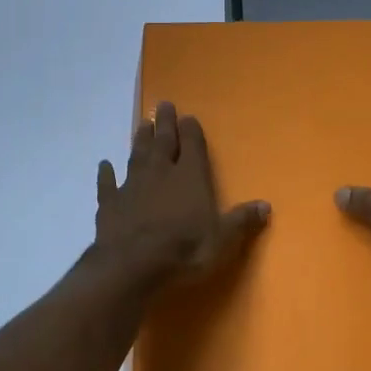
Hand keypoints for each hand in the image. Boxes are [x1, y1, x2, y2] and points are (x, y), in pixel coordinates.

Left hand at [93, 102, 269, 291]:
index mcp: (190, 176)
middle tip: (163, 105)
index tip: (188, 117)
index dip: (191, 130)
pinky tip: (104, 165)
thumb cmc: (185, 250)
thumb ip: (242, 220)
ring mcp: (132, 185)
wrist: (133, 265)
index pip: (192, 144)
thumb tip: (266, 206)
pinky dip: (106, 174)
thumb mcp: (224, 239)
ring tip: (141, 124)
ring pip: (137, 155)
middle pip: (163, 141)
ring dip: (140, 140)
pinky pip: (107, 184)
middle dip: (164, 123)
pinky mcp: (109, 203)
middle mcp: (161, 172)